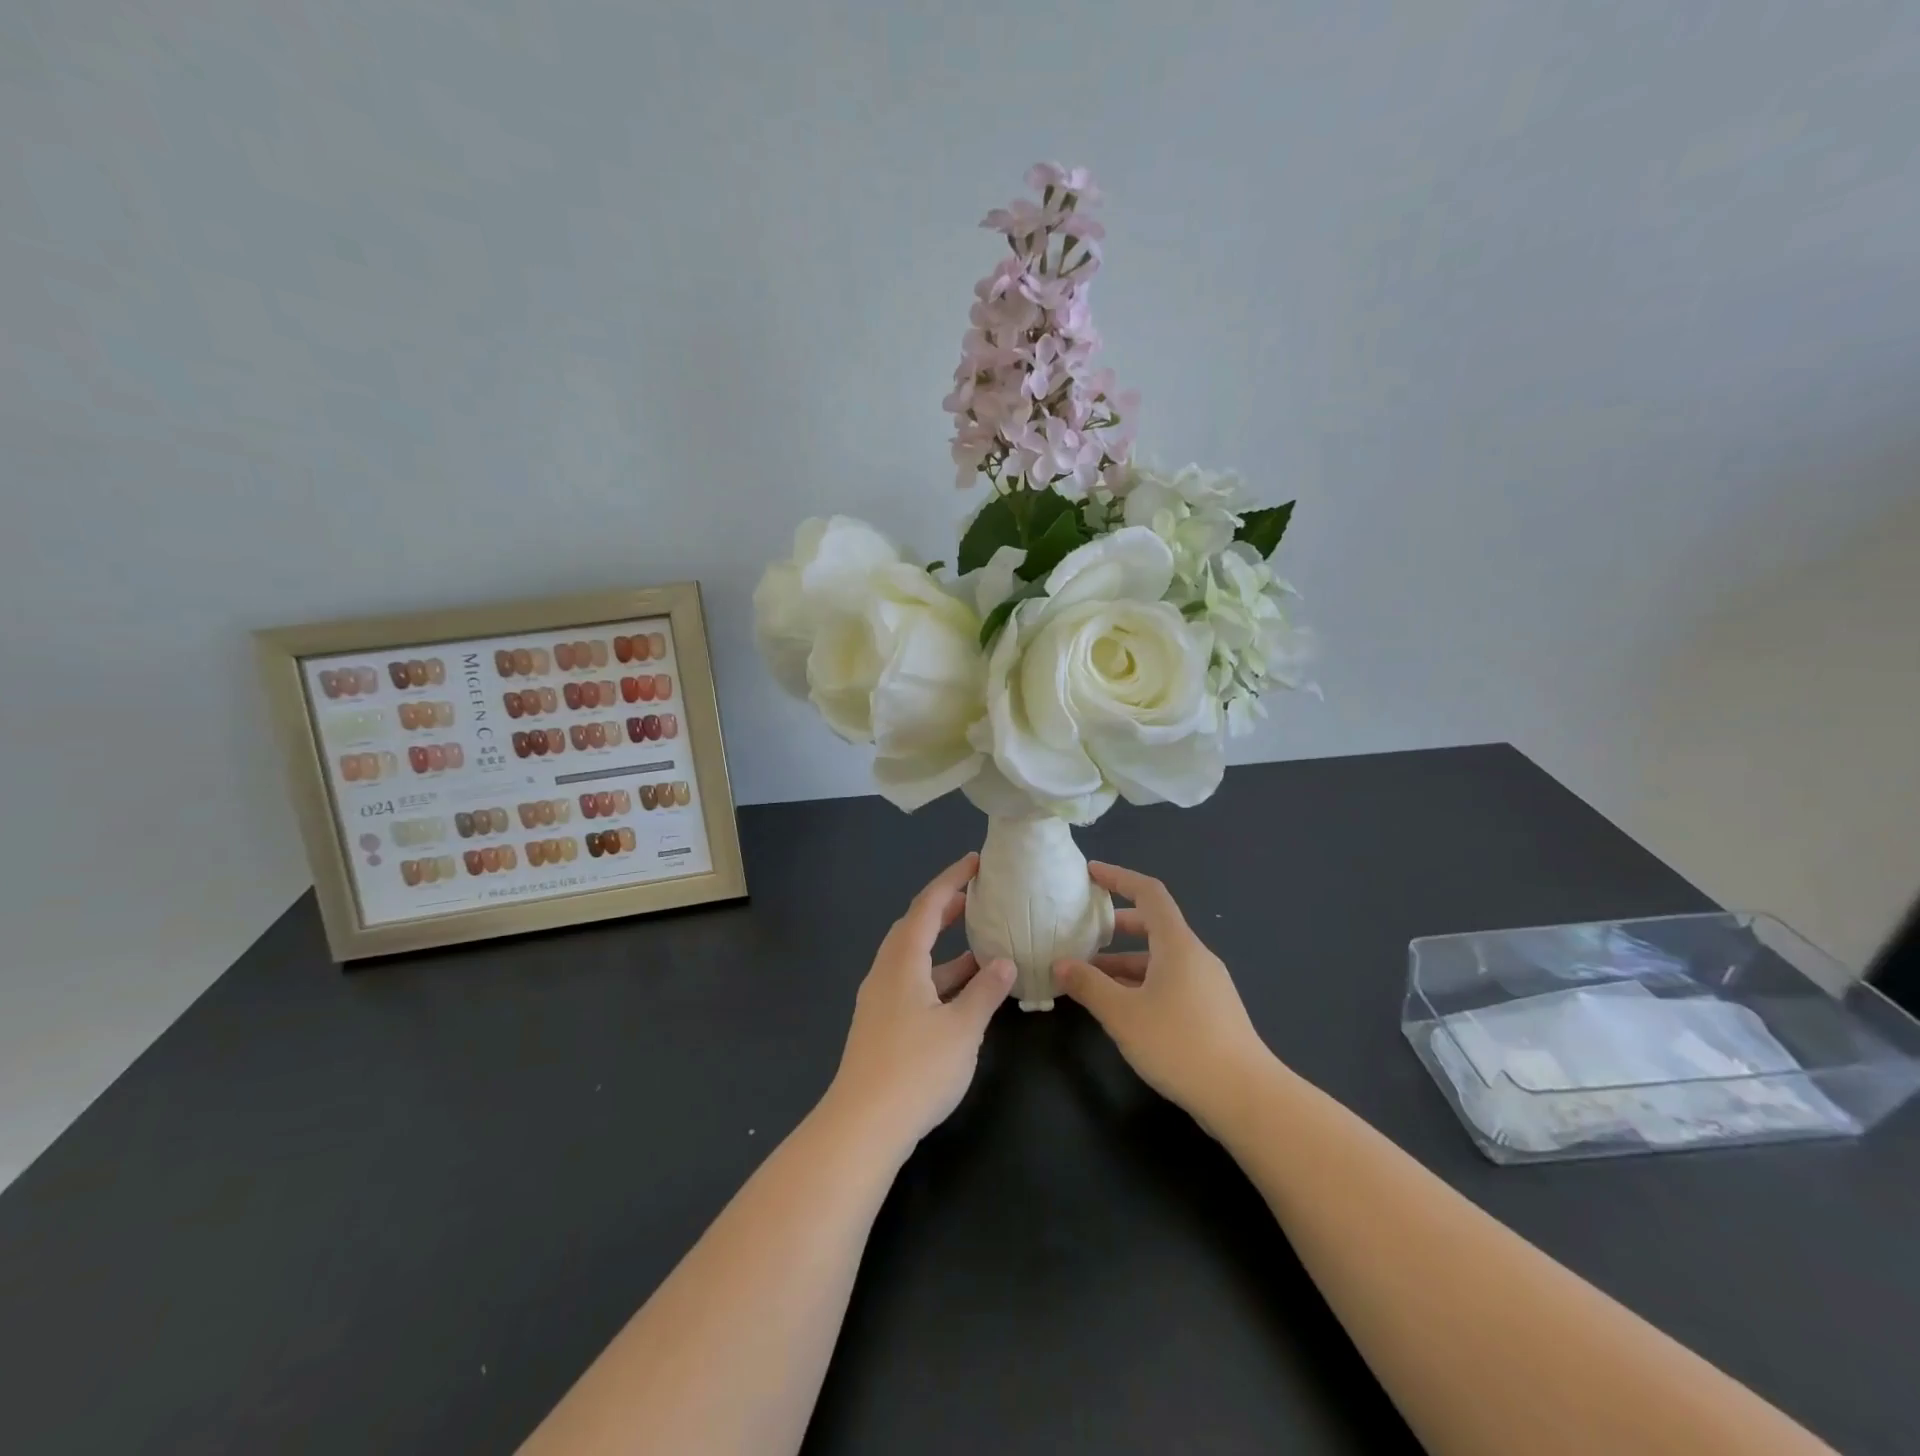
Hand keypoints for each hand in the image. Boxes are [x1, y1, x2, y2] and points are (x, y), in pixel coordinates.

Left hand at [825, 853, 1014, 1151]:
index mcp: (902, 962)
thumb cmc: (915, 1069)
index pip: (927, 906)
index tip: (975, 862)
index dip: (951, 880)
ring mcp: (879, 999)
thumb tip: (1005, 963)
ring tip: (978, 942)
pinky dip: (937, 975)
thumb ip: (985, 992)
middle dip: (945, 908)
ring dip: (942, 945)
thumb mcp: (962, 1029)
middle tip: (976, 896)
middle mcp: (885, 972)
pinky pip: (911, 982)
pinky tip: (961, 992)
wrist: (862, 1126)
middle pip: (914, 927)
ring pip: (912, 957)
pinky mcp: (880, 1024)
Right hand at [1054, 861, 1270, 1131]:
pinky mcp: (1211, 1012)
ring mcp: (1207, 985)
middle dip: (1115, 926)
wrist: (1246, 1098)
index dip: (1119, 878)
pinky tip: (1121, 1008)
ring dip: (1124, 962)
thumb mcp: (1123, 1015)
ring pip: (1159, 959)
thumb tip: (1062, 964)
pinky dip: (1141, 984)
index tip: (1090, 874)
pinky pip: (1170, 982)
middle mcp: (1195, 956)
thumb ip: (1089, 986)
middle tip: (1082, 932)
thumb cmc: (1180, 1044)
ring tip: (1089, 978)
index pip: (1149, 893)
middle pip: (1153, 926)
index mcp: (1178, 945)